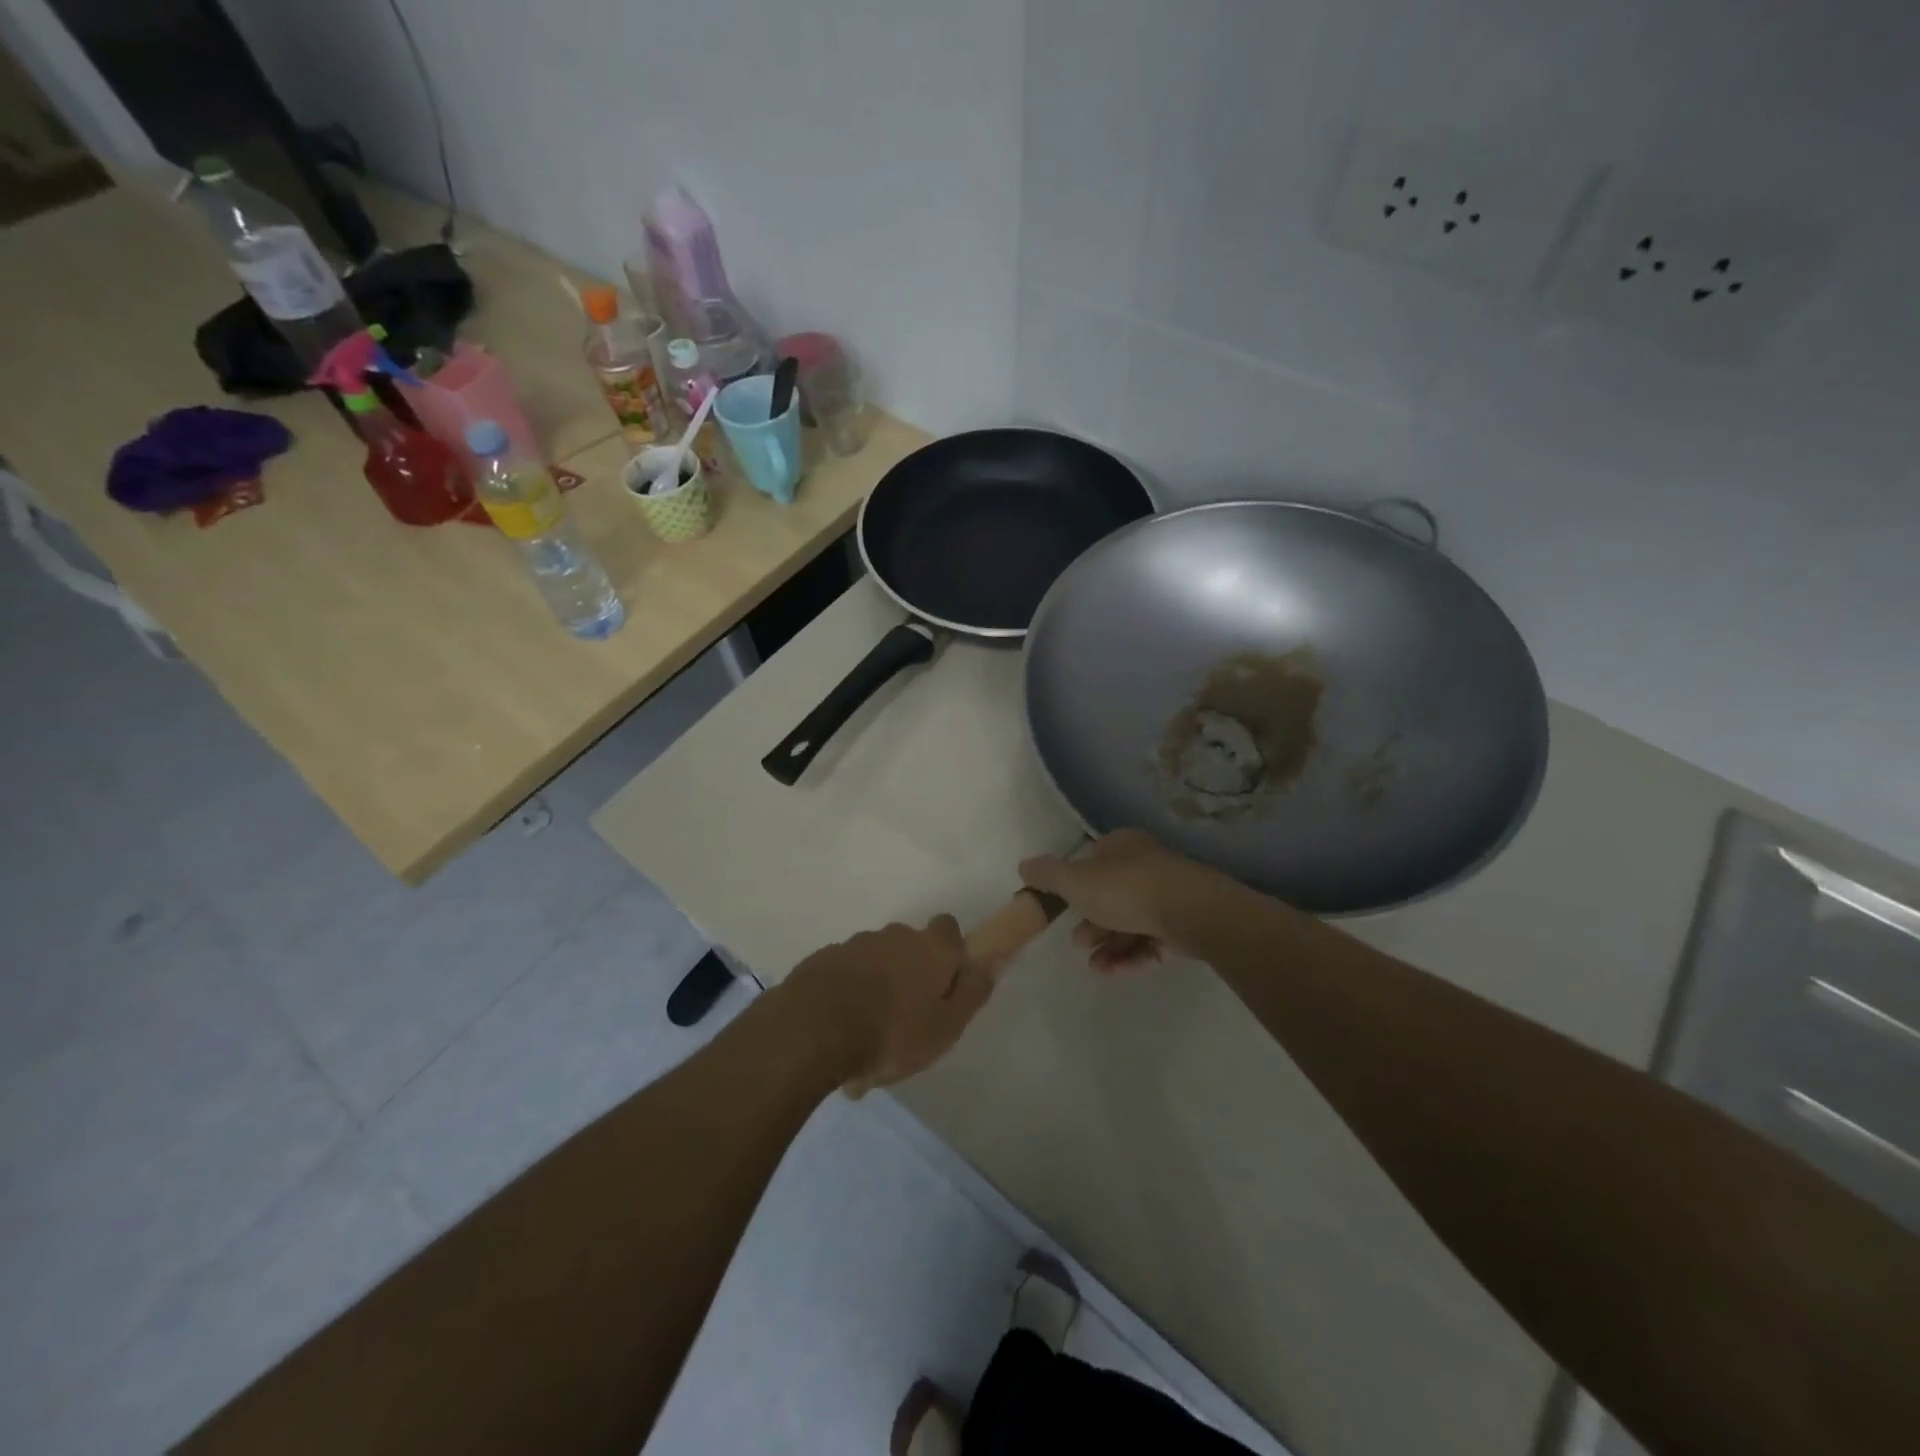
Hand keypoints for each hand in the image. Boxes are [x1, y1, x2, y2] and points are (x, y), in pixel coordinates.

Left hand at [784, 917, 998, 1095]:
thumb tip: (991, 962)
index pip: (949, 929)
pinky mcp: (822, 960)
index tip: (944, 983)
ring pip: (874, 964)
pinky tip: (839, 1037)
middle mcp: (894, 936)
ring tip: (867, 1040)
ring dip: (875, 990)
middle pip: (909, 947)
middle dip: (909, 973)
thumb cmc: (892, 1032)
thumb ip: (972, 992)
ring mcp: (854, 945)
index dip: (949, 953)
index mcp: (929, 948)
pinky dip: (846, 998)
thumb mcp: (946, 1026)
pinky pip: (844, 977)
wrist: (813, 1030)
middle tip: (905, 1019)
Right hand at [1018, 830, 1214, 970]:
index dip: (1075, 885)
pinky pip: (1151, 940)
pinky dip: (1130, 955)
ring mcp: (1169, 894)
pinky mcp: (1184, 923)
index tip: (1062, 910)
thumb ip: (1047, 874)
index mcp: (1121, 845)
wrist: (1191, 912)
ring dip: (1108, 945)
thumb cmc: (1126, 889)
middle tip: (1078, 943)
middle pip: (1111, 894)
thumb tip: (1023, 866)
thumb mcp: (1074, 880)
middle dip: (1091, 922)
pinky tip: (1113, 972)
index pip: (1092, 860)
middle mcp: (1146, 864)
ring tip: (1095, 966)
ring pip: (1130, 920)